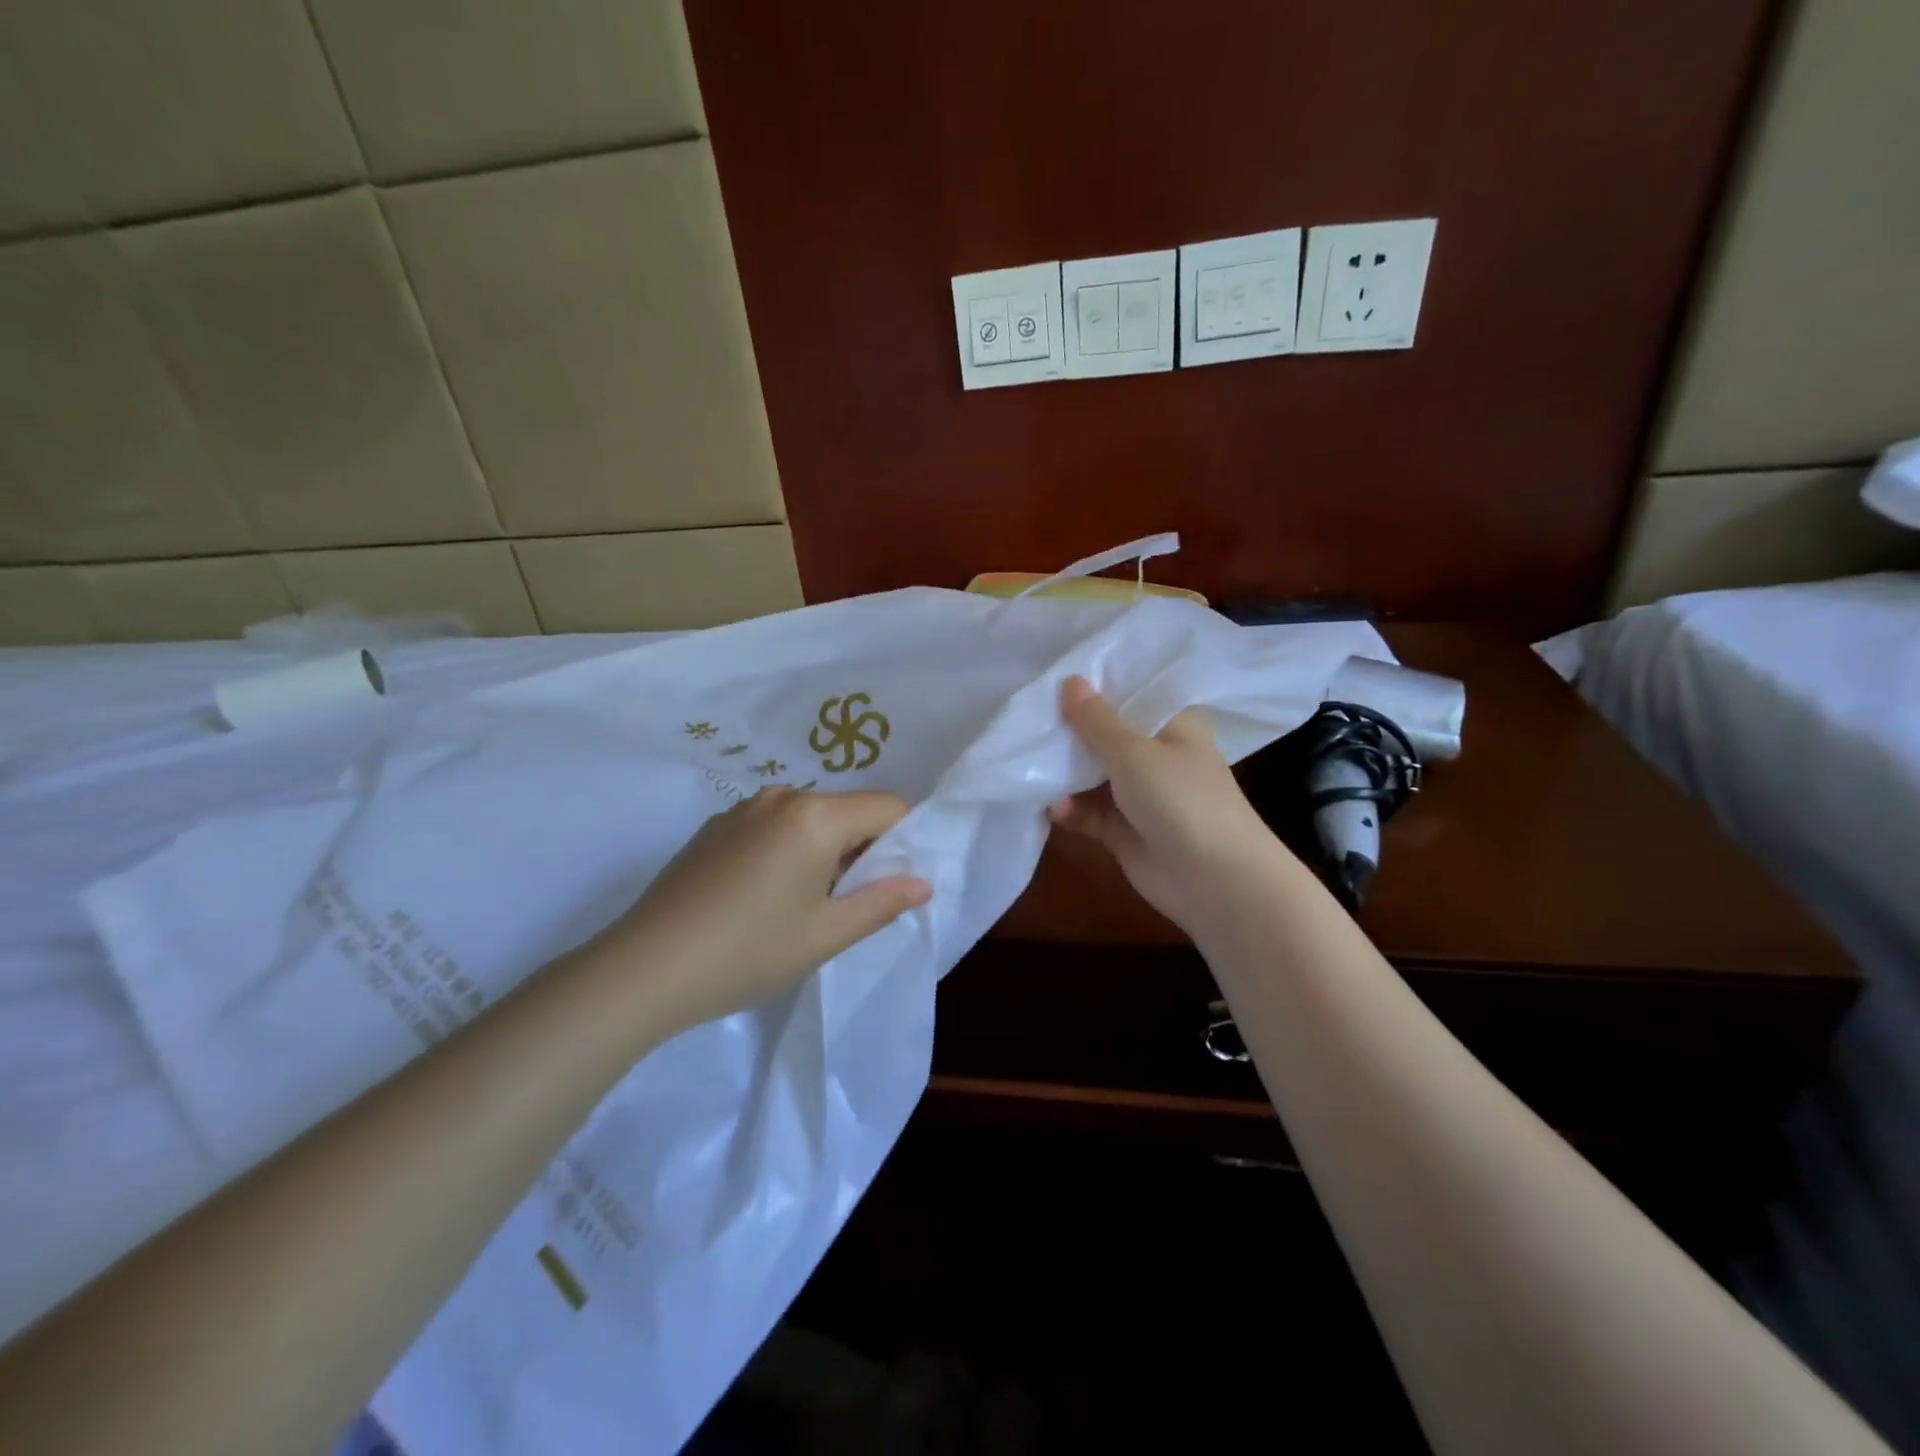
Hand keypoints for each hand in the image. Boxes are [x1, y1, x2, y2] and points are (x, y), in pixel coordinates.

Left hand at [579, 787, 929, 1035]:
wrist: (644, 968)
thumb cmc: (747, 953)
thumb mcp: (825, 936)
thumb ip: (881, 903)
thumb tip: (921, 882)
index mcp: (815, 816)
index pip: (888, 806)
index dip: (901, 842)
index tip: (885, 886)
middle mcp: (781, 797)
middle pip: (846, 810)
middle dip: (858, 850)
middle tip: (840, 906)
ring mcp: (742, 809)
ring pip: (809, 819)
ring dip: (820, 852)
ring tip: (795, 907)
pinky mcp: (714, 826)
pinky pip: (772, 826)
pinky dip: (785, 850)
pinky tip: (757, 898)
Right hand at [1048, 676, 1299, 937]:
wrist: (1215, 881)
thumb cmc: (1181, 800)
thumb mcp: (1134, 752)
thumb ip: (1096, 721)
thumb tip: (1070, 680)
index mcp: (1172, 725)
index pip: (1128, 696)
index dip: (1091, 688)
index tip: (1048, 679)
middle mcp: (1156, 755)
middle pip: (1104, 735)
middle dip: (1068, 731)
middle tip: (1024, 720)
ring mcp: (1139, 794)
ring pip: (1091, 775)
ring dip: (1062, 773)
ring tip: (1028, 767)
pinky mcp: (1123, 829)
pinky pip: (1088, 811)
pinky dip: (1069, 809)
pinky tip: (1051, 809)